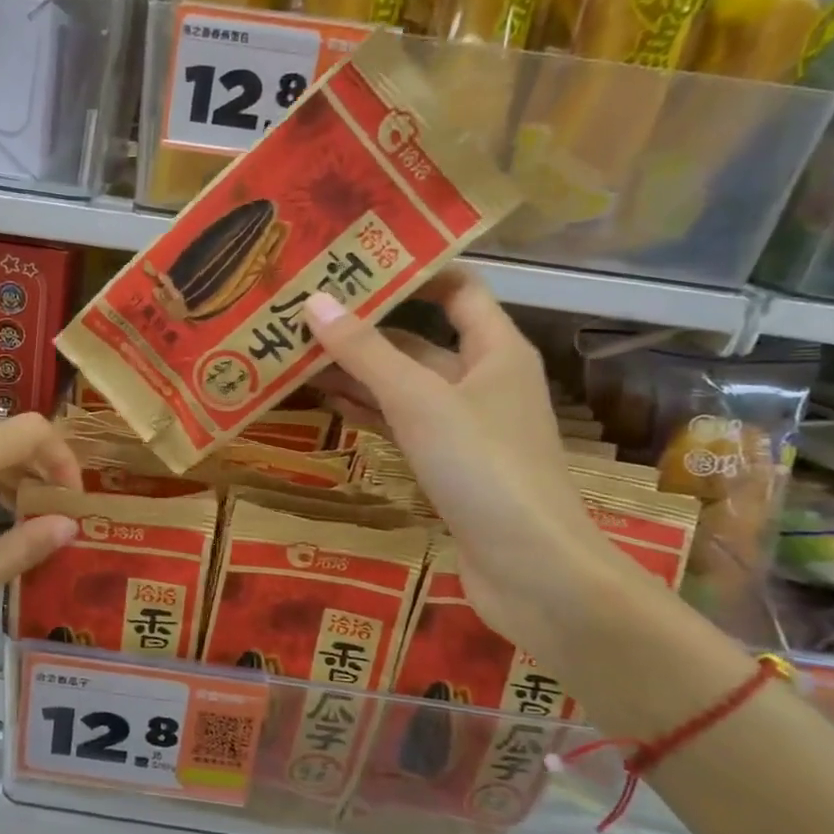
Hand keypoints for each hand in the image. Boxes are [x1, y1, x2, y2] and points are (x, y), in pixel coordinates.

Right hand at [303, 268, 632, 649]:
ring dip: (360, 371)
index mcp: (495, 350)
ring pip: (406, 385)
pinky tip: (328, 401)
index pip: (456, 288)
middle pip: (420, 339)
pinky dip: (370, 411)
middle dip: (367, 326)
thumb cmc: (484, 468)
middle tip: (305, 311)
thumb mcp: (420, 401)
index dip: (412, 270)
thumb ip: (366, 352)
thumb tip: (314, 300)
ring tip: (299, 353)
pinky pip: (404, 424)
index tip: (355, 261)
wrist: (534, 572)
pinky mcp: (450, 467)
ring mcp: (467, 427)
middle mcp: (484, 380)